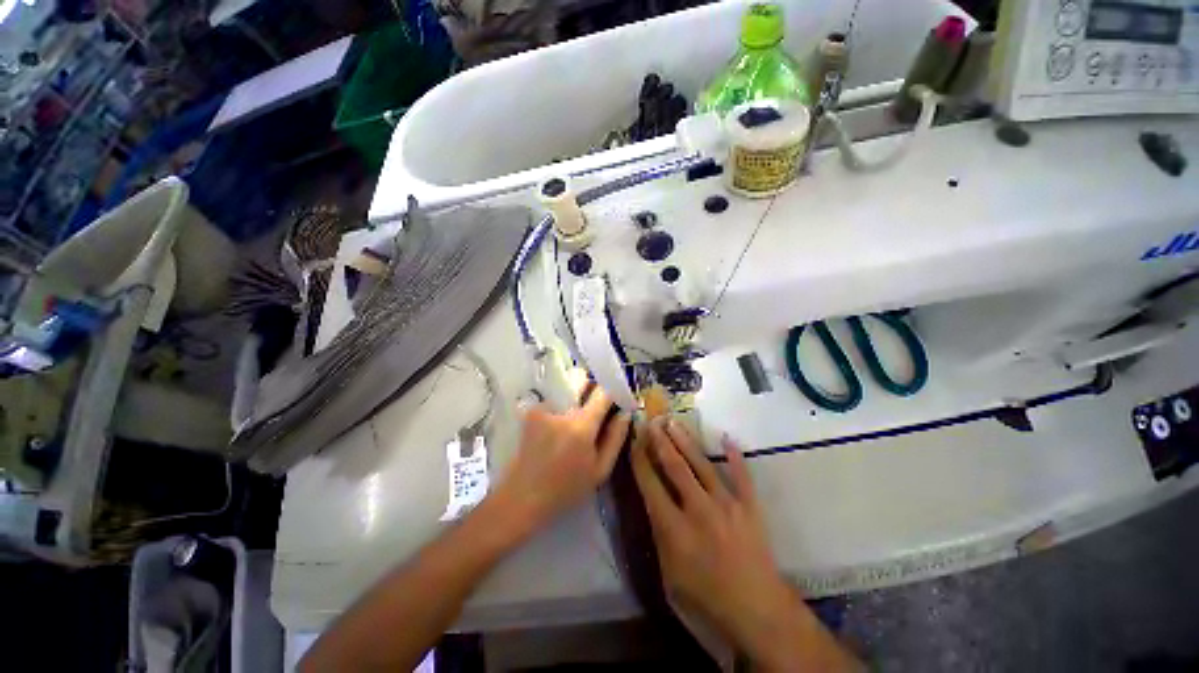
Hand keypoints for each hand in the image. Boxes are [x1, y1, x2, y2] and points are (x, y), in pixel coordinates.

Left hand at [492, 386, 630, 532]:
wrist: (523, 497)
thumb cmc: (567, 488)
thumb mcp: (600, 470)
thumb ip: (616, 438)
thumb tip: (625, 413)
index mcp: (582, 425)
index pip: (602, 392)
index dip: (613, 392)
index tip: (617, 399)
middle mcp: (561, 409)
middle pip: (579, 377)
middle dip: (590, 385)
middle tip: (595, 404)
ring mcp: (543, 407)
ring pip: (564, 384)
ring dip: (574, 393)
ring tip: (575, 415)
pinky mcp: (530, 412)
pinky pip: (551, 397)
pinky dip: (559, 403)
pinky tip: (558, 422)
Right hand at [632, 418, 857, 670]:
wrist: (757, 612)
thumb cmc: (706, 599)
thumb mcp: (669, 575)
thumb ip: (659, 536)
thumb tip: (653, 504)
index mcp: (674, 528)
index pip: (650, 484)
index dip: (640, 459)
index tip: (635, 439)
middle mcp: (698, 508)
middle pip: (674, 466)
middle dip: (660, 441)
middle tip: (652, 421)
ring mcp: (726, 504)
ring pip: (701, 464)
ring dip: (685, 441)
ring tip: (674, 422)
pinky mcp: (749, 507)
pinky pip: (741, 475)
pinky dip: (735, 456)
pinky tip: (727, 438)